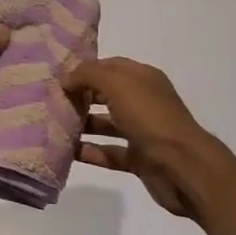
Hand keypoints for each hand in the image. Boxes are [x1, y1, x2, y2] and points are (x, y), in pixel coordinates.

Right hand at [65, 57, 235, 220]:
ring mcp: (142, 131)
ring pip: (107, 124)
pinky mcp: (139, 159)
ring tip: (54, 126)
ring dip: (83, 124)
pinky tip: (68, 152)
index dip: (86, 69)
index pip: (110, 66)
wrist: (183, 167)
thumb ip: (89, 75)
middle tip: (52, 100)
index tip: (58, 76)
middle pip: (107, 94)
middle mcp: (143, 101)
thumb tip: (66, 78)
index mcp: (143, 78)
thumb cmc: (151, 118)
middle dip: (82, 96)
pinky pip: (109, 152)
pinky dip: (91, 152)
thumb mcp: (118, 85)